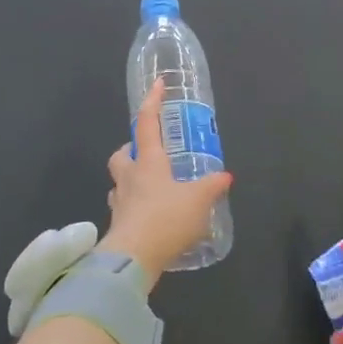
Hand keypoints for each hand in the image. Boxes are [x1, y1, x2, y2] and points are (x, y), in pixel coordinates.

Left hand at [100, 79, 233, 286]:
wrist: (133, 258)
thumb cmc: (166, 218)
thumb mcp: (199, 200)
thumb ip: (212, 186)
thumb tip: (225, 176)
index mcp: (149, 162)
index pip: (147, 123)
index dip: (152, 102)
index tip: (158, 84)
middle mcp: (130, 177)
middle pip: (122, 154)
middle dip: (132, 149)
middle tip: (150, 153)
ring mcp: (120, 203)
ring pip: (120, 182)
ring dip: (131, 179)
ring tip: (152, 187)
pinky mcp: (118, 226)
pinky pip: (124, 209)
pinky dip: (134, 208)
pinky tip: (149, 216)